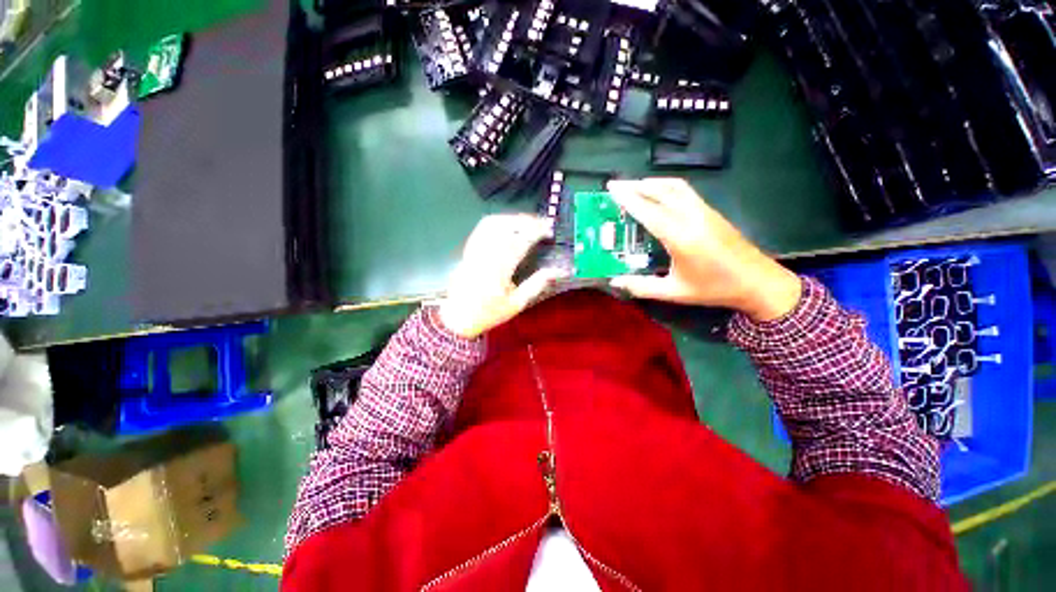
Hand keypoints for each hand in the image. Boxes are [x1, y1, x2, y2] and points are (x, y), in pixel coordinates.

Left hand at [438, 214, 565, 337]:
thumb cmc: (489, 313)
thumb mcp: (517, 304)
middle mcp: (485, 254)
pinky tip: (509, 225)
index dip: (536, 231)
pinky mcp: (468, 249)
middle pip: (506, 226)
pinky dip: (498, 221)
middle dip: (526, 221)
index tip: (549, 230)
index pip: (520, 241)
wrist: (458, 317)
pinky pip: (482, 228)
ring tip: (528, 222)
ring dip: (513, 218)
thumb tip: (557, 270)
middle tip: (542, 224)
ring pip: (493, 223)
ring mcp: (474, 249)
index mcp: (499, 270)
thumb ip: (536, 284)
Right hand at [606, 178, 801, 321]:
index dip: (628, 199)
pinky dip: (666, 186)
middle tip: (615, 185)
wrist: (758, 281)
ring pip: (674, 186)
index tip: (611, 189)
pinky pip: (685, 190)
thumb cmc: (714, 288)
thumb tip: (615, 281)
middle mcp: (692, 218)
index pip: (649, 212)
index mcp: (680, 238)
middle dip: (635, 185)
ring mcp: (704, 211)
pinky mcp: (711, 211)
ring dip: (651, 183)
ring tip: (633, 186)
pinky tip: (658, 193)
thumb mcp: (674, 292)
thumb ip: (642, 286)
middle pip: (660, 192)